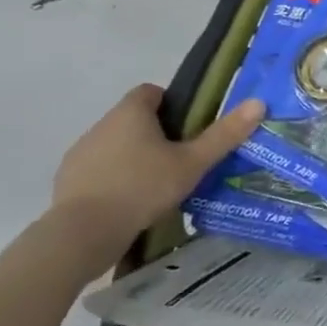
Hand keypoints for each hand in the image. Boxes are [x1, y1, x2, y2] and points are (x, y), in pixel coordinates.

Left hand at [45, 84, 264, 273]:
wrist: (82, 234)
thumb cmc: (143, 188)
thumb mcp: (192, 163)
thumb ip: (224, 134)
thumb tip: (259, 103)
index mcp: (131, 113)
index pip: (151, 91)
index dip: (172, 104)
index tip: (189, 127)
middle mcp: (102, 125)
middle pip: (134, 119)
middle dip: (156, 134)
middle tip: (181, 160)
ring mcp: (80, 153)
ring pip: (115, 145)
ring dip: (133, 157)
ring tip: (157, 186)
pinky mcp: (67, 181)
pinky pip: (98, 171)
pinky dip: (113, 180)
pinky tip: (130, 204)